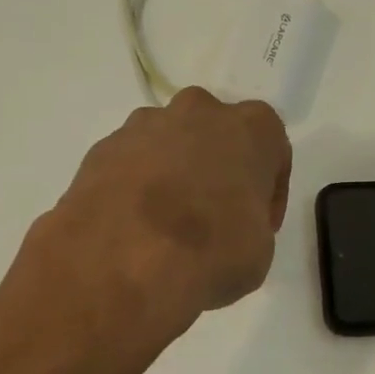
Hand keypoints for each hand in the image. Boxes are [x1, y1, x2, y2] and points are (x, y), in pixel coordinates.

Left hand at [46, 87, 292, 324]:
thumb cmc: (212, 251)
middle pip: (216, 135)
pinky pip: (131, 164)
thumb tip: (226, 227)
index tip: (259, 225)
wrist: (123, 261)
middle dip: (217, 169)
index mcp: (251, 127)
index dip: (269, 191)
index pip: (272, 149)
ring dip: (174, 175)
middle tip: (215, 217)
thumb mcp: (260, 250)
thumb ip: (250, 222)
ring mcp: (144, 125)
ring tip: (168, 226)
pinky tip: (135, 228)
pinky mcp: (102, 148)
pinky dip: (137, 188)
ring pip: (169, 144)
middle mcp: (198, 111)